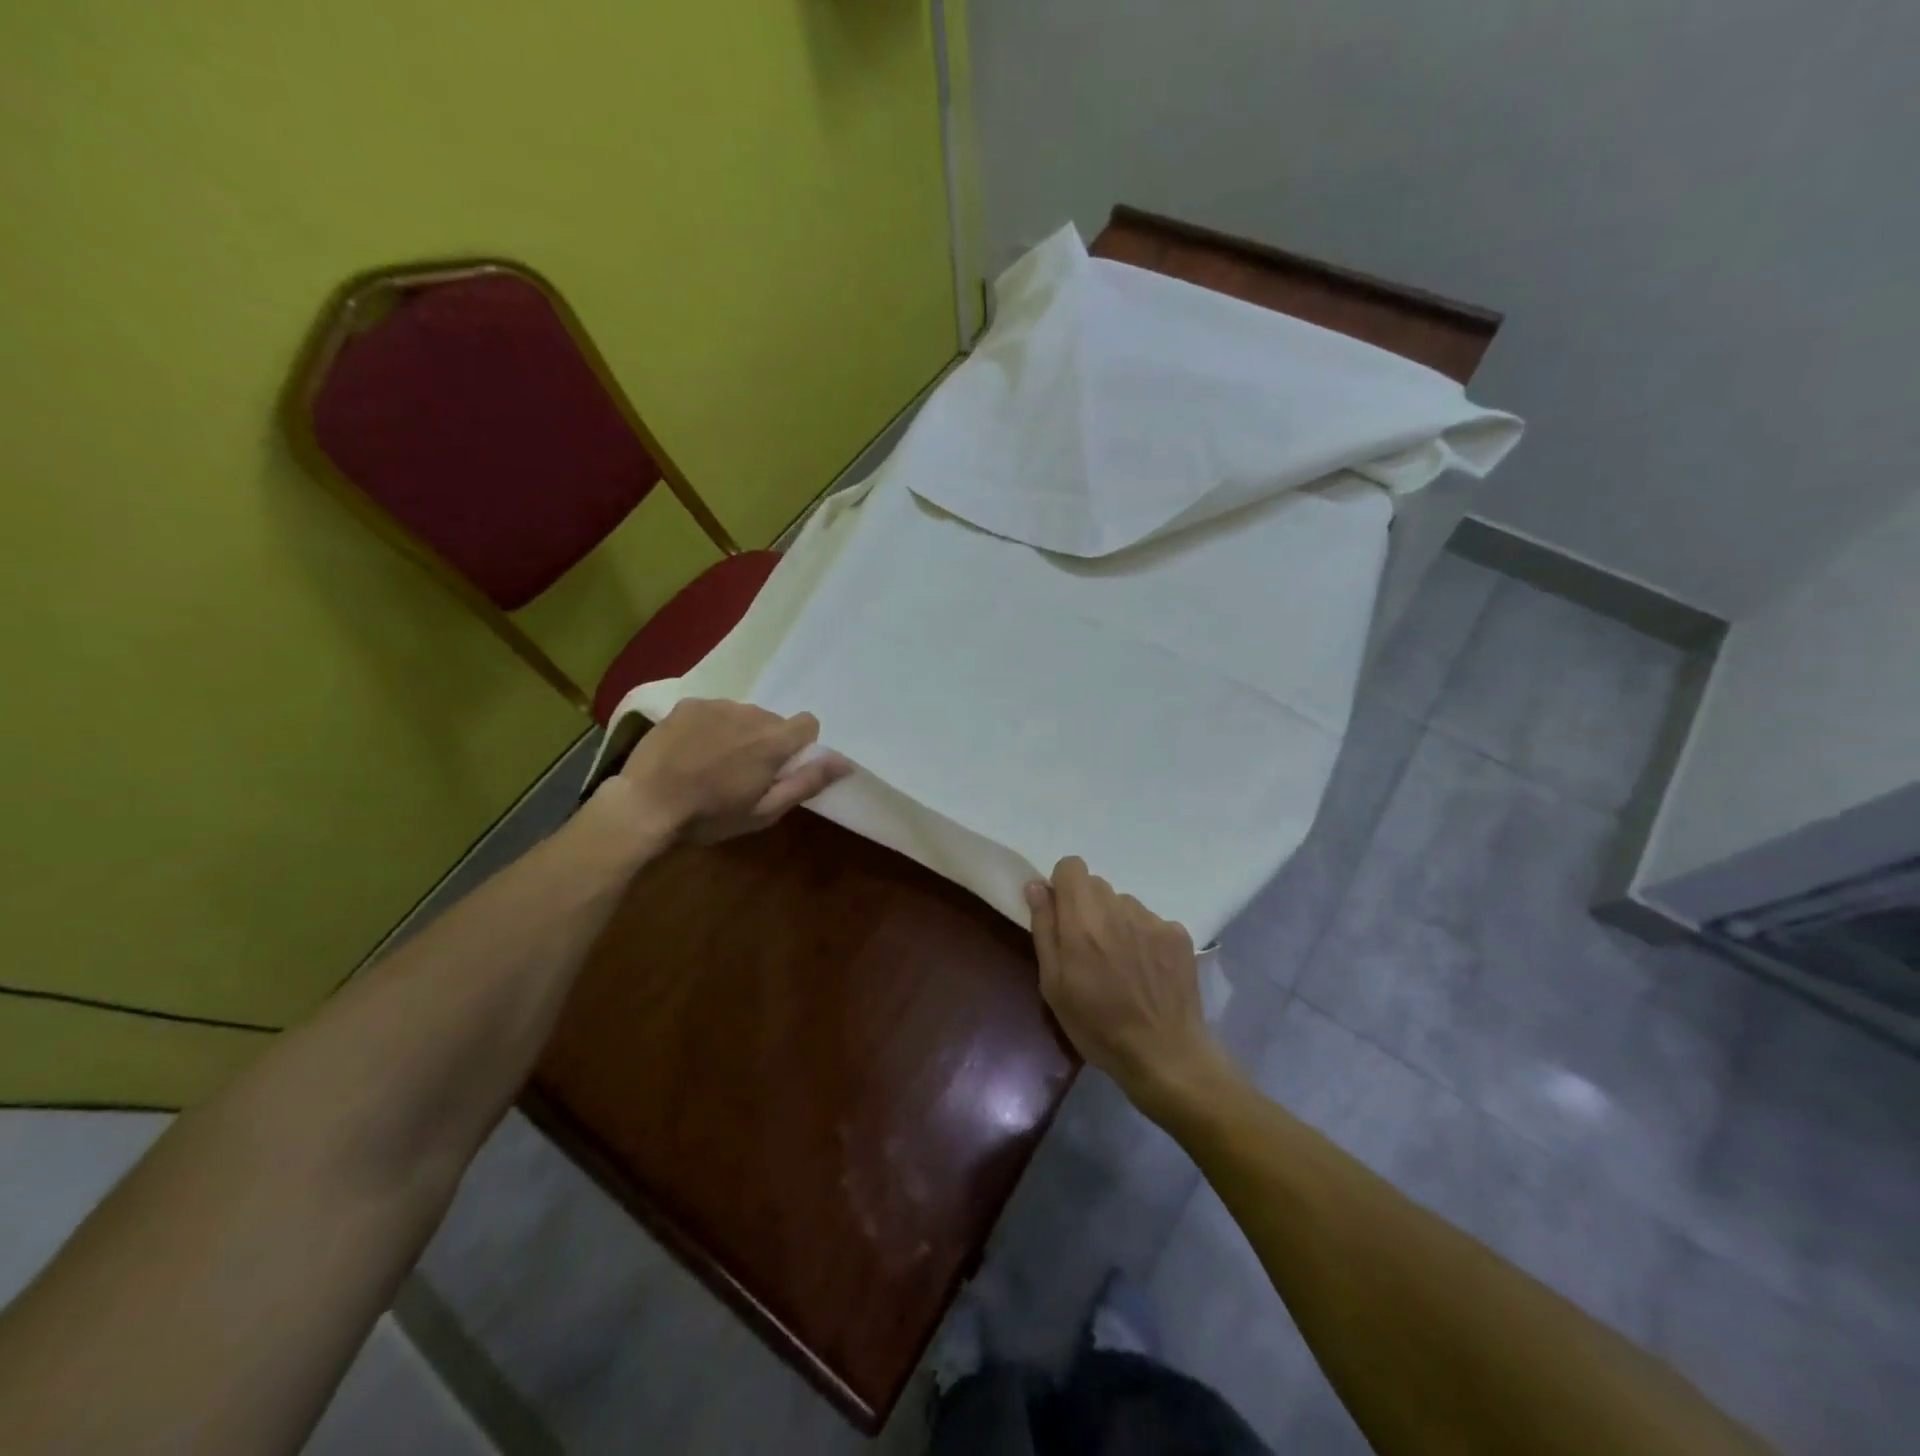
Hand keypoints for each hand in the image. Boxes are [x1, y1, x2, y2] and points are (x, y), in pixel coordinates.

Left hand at [605, 699, 852, 844]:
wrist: (646, 805)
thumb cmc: (710, 816)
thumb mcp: (765, 811)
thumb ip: (807, 782)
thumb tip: (845, 762)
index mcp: (773, 740)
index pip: (808, 723)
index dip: (800, 746)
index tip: (781, 768)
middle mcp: (750, 713)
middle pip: (773, 720)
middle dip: (766, 741)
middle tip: (742, 772)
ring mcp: (716, 705)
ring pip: (743, 714)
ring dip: (738, 732)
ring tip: (713, 761)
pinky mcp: (688, 705)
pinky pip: (713, 710)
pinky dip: (711, 726)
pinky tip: (691, 750)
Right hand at [1026, 857, 1226, 1114]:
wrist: (1165, 1056)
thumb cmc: (1097, 1027)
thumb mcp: (1053, 985)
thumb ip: (1044, 929)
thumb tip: (1036, 886)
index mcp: (1082, 921)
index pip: (1071, 866)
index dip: (1063, 886)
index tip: (1063, 917)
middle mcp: (1118, 910)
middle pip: (1097, 885)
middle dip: (1088, 908)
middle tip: (1089, 949)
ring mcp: (1152, 920)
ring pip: (1124, 904)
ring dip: (1116, 922)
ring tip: (1121, 965)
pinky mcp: (1178, 934)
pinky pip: (1150, 922)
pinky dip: (1144, 938)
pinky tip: (1147, 972)